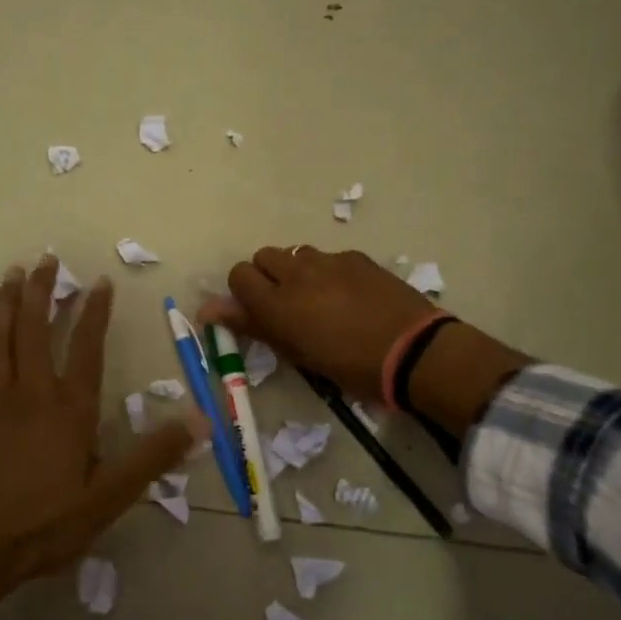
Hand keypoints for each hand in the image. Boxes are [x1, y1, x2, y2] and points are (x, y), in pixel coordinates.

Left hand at [0, 257, 195, 619]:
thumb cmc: (47, 523)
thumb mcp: (109, 497)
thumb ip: (152, 456)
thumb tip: (199, 420)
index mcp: (68, 409)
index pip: (85, 348)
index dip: (94, 312)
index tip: (100, 281)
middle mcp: (31, 394)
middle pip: (35, 330)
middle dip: (41, 291)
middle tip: (46, 259)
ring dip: (6, 305)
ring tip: (12, 276)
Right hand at [196, 246, 441, 398]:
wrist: (413, 351)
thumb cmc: (350, 366)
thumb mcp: (297, 353)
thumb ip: (252, 325)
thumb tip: (207, 310)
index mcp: (277, 302)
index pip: (238, 275)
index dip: (244, 293)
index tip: (257, 312)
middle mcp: (296, 272)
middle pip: (263, 256)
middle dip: (267, 276)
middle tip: (286, 304)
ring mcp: (328, 261)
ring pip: (295, 253)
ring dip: (297, 271)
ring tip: (318, 298)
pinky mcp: (355, 257)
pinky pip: (328, 257)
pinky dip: (328, 272)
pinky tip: (349, 295)